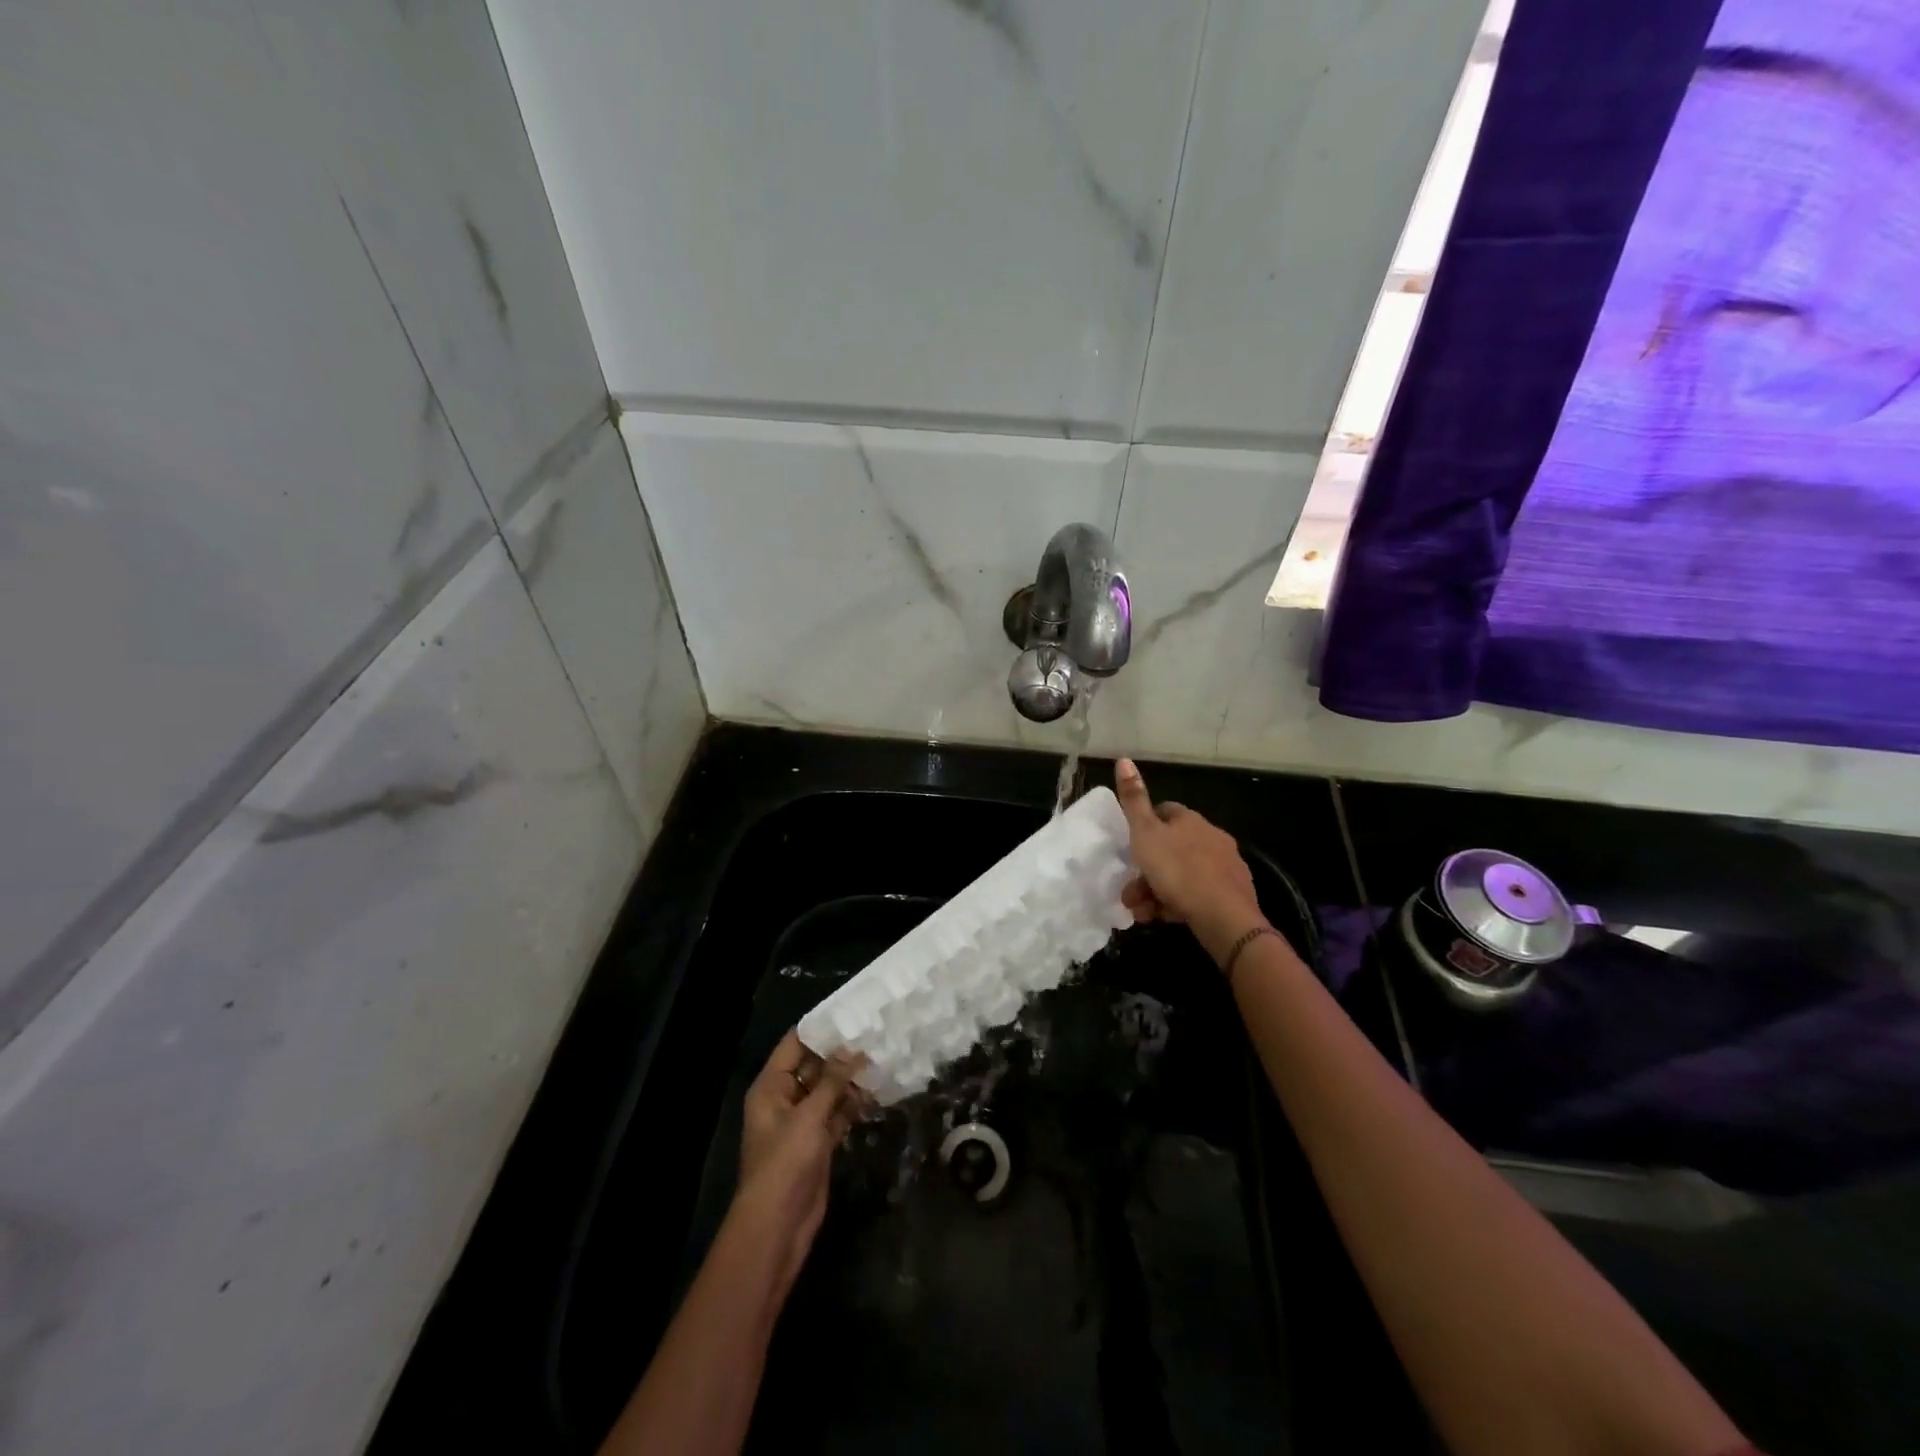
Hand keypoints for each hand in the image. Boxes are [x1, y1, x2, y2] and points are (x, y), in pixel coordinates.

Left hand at [730, 1031, 866, 1291]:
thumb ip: (832, 1081)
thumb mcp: (808, 1117)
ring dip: (851, 1079)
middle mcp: (785, 1098)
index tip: (851, 1011)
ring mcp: (802, 1122)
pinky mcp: (818, 1142)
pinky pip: (837, 1113)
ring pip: (829, 1090)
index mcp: (771, 1086)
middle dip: (841, 1053)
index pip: (795, 1044)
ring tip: (883, 1057)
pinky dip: (853, 1104)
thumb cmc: (785, 1163)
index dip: (821, 1028)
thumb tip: (853, 1049)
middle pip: (814, 1066)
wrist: (778, 1226)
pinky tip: (878, 1091)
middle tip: (876, 1032)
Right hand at [1114, 758, 1266, 958]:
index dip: (1145, 826)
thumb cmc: (1178, 870)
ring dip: (1158, 890)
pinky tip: (1167, 917)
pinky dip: (1179, 903)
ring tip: (1142, 911)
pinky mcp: (1233, 893)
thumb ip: (1133, 800)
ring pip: (1182, 874)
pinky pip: (1198, 894)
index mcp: (1190, 820)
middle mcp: (1212, 837)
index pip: (1165, 811)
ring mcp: (1225, 866)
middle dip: (1147, 869)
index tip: (1131, 846)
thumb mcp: (1145, 834)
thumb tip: (1124, 759)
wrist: (1224, 916)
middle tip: (1130, 891)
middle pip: (1171, 848)